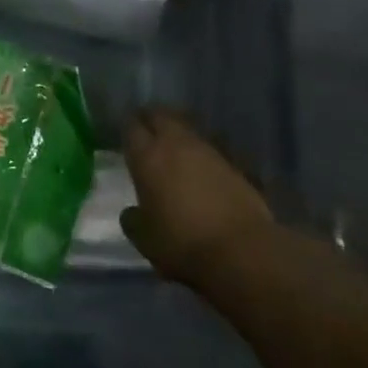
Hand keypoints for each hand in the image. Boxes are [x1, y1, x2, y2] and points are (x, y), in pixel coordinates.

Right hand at [119, 108, 275, 292]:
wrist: (242, 251)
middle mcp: (176, 145)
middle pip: (161, 116)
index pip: (132, 127)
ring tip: (173, 148)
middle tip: (147, 130)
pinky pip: (208, 149)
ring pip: (186, 130)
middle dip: (152, 119)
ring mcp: (208, 151)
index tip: (125, 134)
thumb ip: (133, 221)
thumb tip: (132, 212)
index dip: (128, 128)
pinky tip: (199, 169)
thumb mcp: (145, 239)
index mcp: (147, 157)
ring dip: (177, 134)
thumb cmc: (182, 243)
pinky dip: (199, 154)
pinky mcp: (233, 164)